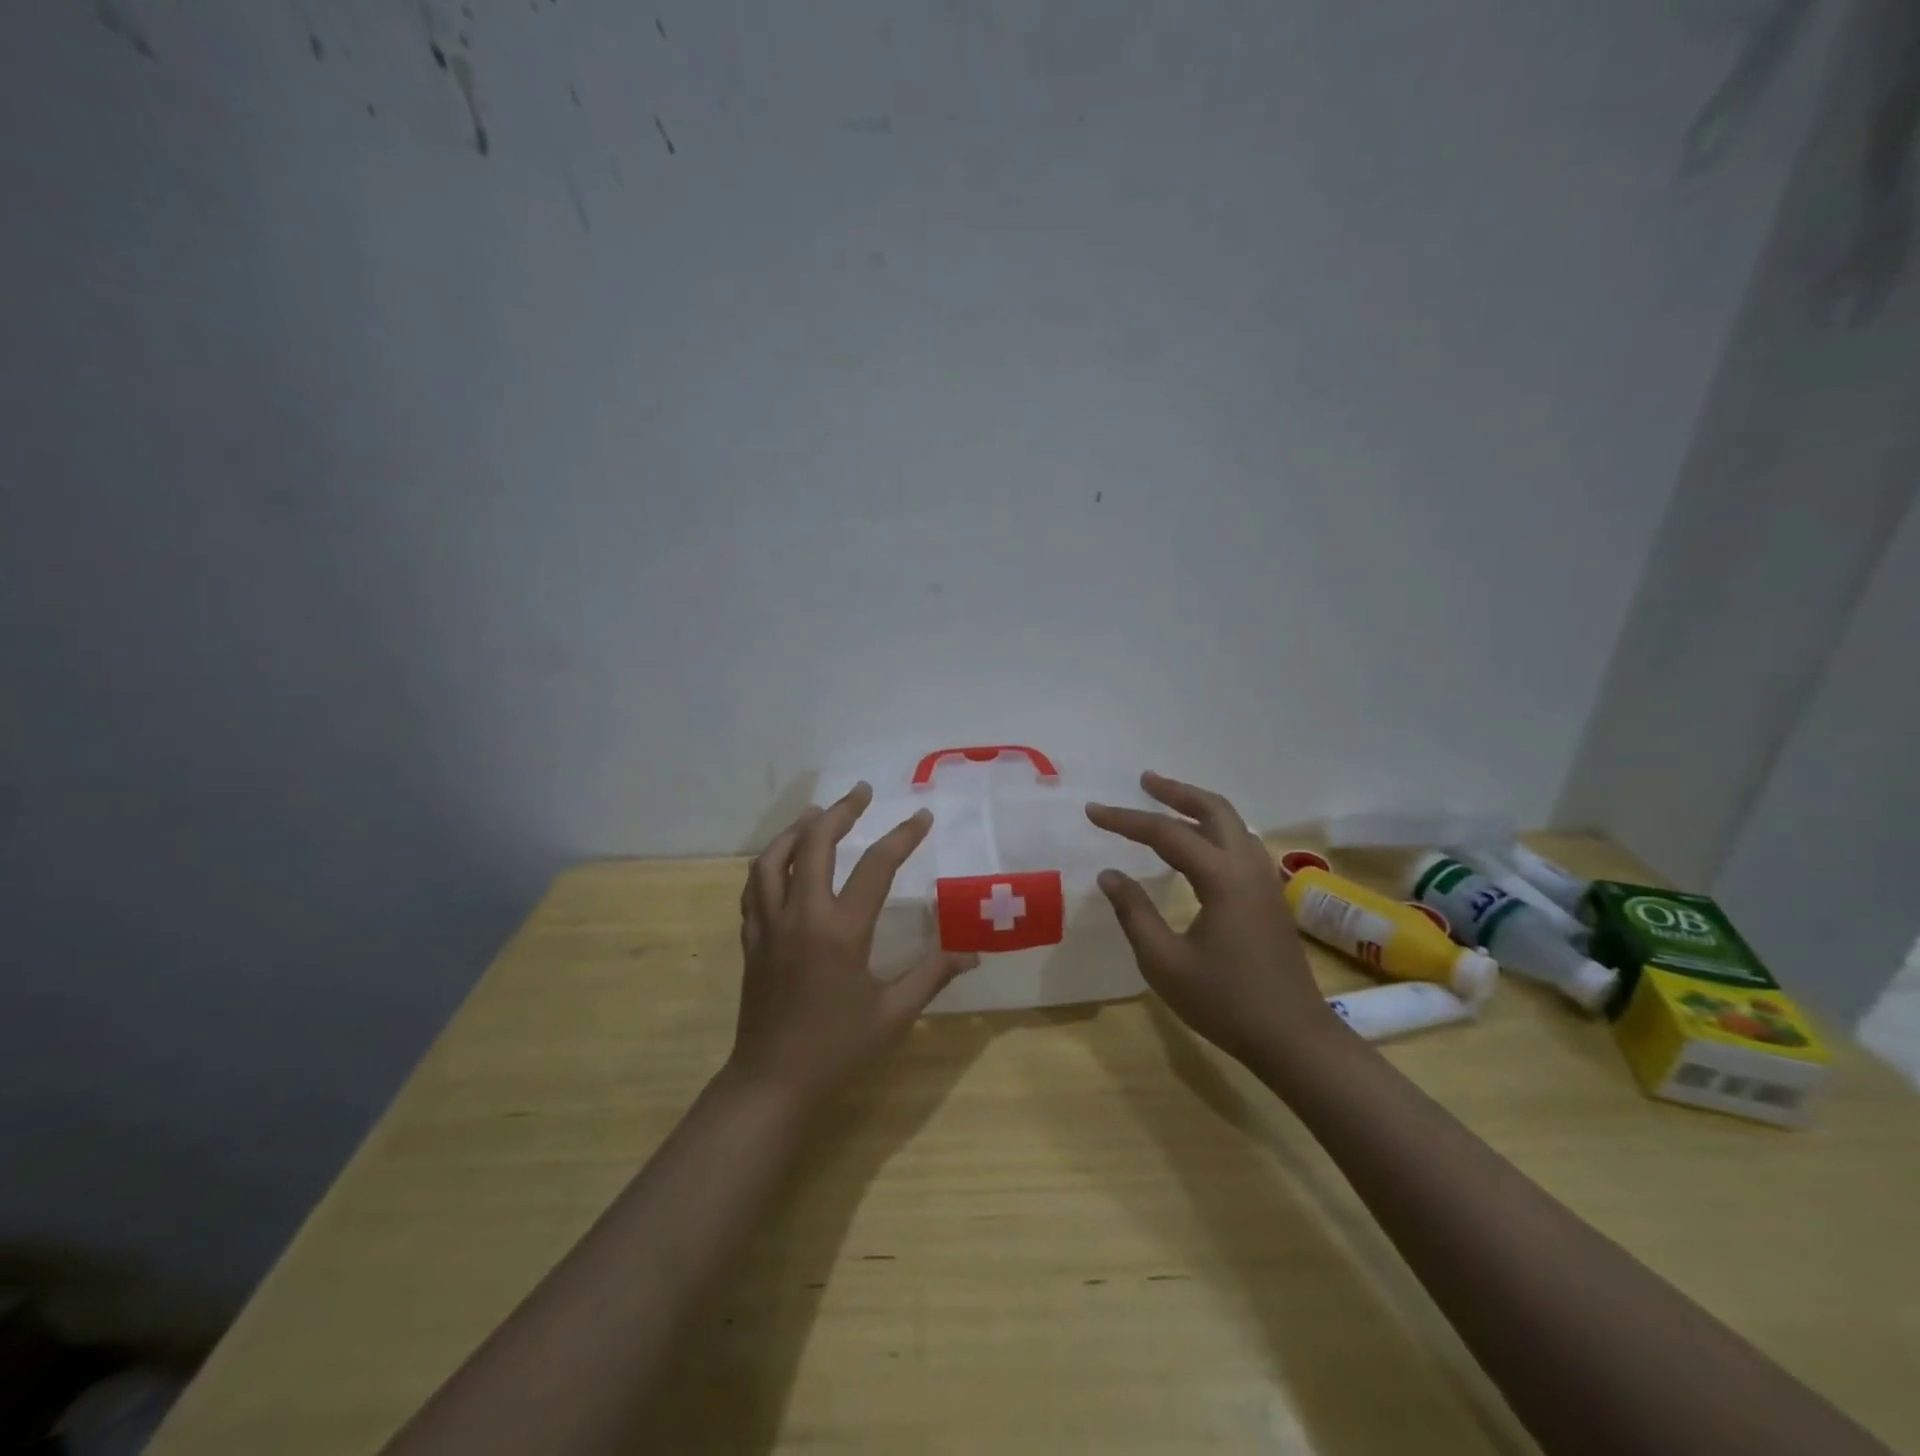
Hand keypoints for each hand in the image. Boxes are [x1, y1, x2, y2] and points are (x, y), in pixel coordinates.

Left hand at [731, 783, 977, 1107]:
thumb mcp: (894, 1014)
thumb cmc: (838, 1048)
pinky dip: (771, 862)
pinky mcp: (752, 938)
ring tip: (817, 813)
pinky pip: (755, 886)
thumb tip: (973, 953)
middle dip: (841, 812)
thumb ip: (932, 975)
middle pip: (816, 844)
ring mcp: (770, 925)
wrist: (772, 1082)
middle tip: (862, 792)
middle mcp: (802, 916)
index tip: (921, 816)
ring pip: (774, 858)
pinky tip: (783, 860)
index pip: (876, 867)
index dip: (902, 836)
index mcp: (841, 931)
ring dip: (797, 829)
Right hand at [1087, 772, 1337, 1065]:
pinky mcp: (1269, 897)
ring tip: (1166, 802)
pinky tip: (1196, 845)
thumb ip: (1134, 912)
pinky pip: (1239, 843)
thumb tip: (1110, 874)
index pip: (1166, 833)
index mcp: (1222, 878)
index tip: (1092, 811)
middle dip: (1176, 792)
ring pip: (1232, 824)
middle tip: (1143, 781)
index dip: (1126, 820)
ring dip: (1198, 807)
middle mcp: (1247, 867)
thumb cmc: (1225, 1002)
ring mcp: (1264, 881)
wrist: (1294, 1038)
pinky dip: (1213, 829)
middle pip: (1213, 809)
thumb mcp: (1164, 962)